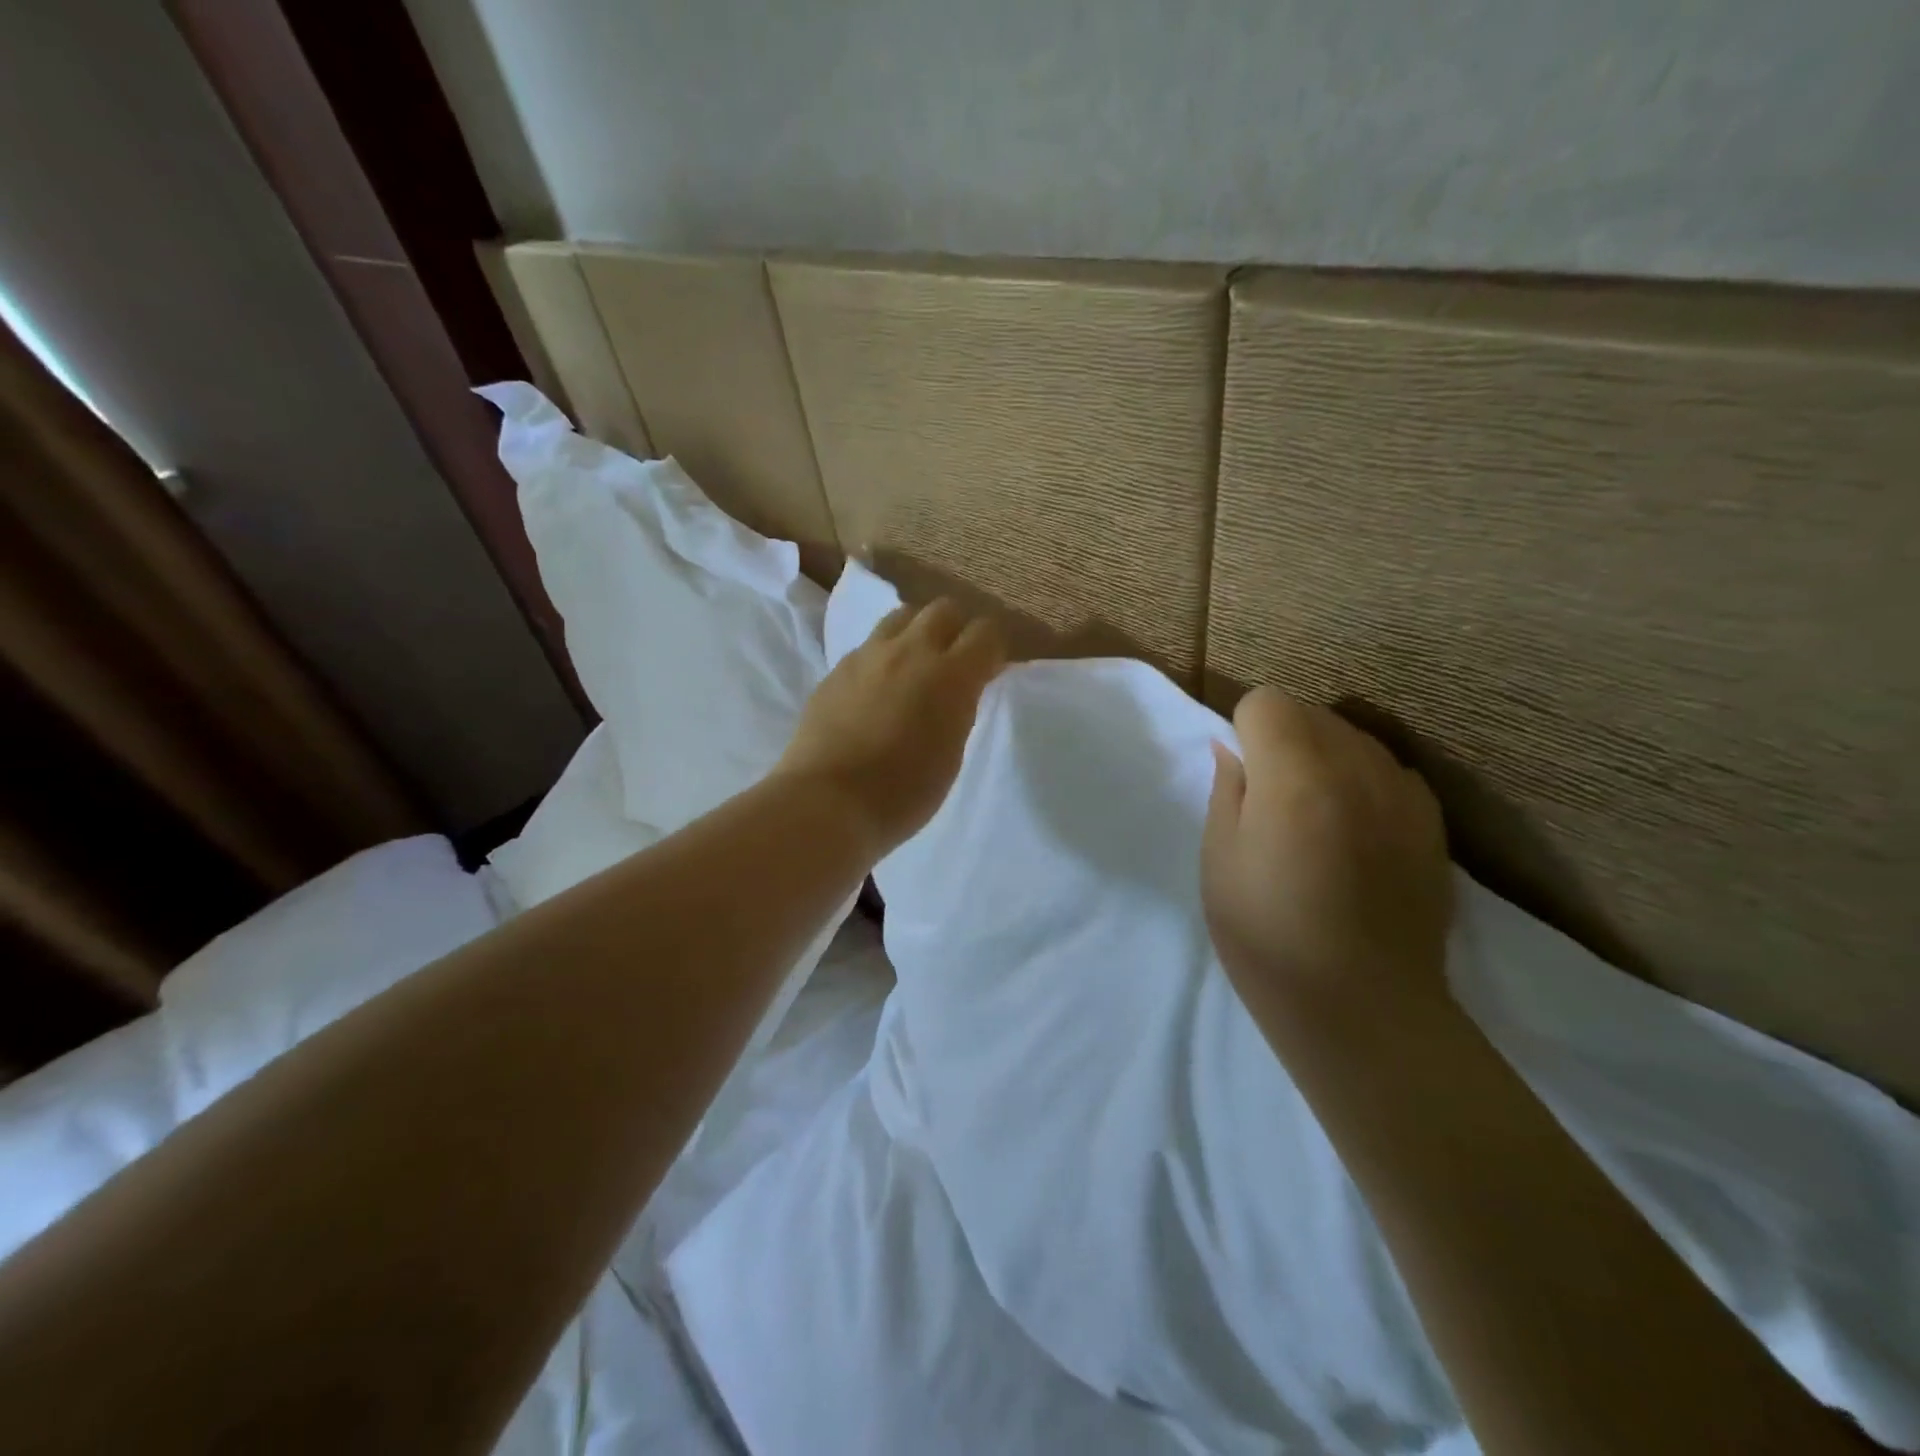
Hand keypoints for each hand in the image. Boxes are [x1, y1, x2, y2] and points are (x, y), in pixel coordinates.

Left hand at [775, 599, 1005, 857]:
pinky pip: (870, 644)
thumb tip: (959, 691)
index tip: (990, 671)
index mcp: (951, 675)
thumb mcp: (951, 754)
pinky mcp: (838, 668)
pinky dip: (884, 655)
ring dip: (918, 632)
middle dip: (957, 629)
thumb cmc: (903, 792)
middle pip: (944, 609)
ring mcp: (869, 655)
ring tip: (915, 665)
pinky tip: (878, 687)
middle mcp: (911, 651)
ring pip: (903, 616)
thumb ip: (959, 710)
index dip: (992, 648)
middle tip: (955, 662)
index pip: (986, 632)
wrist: (828, 801)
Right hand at [1201, 687, 1452, 1031]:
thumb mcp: (1219, 860)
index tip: (1242, 775)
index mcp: (1294, 775)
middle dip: (1283, 737)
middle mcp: (1356, 767)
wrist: (1361, 1006)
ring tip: (1315, 818)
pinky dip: (1363, 782)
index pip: (1266, 702)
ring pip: (1352, 737)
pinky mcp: (1432, 821)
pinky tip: (1356, 833)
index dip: (1244, 730)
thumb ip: (1227, 789)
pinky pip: (1387, 770)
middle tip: (1271, 800)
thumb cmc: (1266, 936)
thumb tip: (1233, 747)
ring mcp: (1403, 792)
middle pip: (1311, 712)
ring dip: (1324, 756)